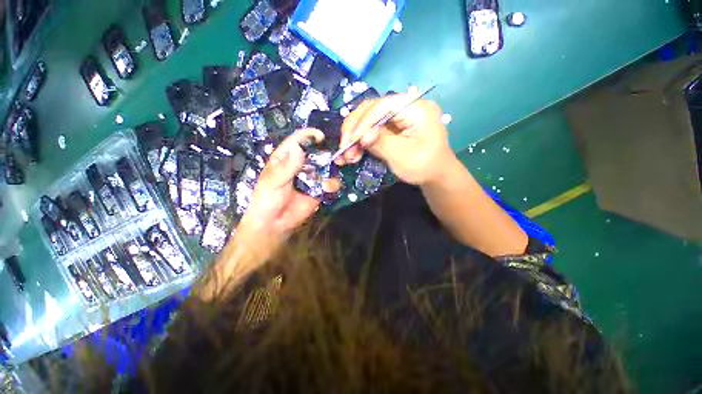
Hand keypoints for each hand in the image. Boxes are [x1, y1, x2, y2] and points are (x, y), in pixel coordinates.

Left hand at [237, 129, 332, 245]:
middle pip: (316, 153)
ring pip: (326, 168)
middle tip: (334, 158)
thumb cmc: (267, 199)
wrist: (274, 224)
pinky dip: (331, 185)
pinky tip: (327, 189)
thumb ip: (287, 167)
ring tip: (327, 178)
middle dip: (325, 154)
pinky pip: (329, 184)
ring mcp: (311, 177)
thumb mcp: (274, 181)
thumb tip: (299, 148)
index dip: (308, 135)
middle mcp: (300, 165)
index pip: (297, 141)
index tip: (321, 136)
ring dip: (330, 171)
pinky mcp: (318, 190)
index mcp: (285, 158)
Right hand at [336, 93, 453, 184]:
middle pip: (372, 109)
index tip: (352, 140)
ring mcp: (397, 117)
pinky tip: (354, 153)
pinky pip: (371, 129)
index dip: (364, 121)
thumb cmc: (424, 166)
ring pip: (367, 119)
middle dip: (355, 129)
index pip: (383, 106)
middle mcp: (405, 107)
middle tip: (344, 148)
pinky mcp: (391, 127)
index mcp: (416, 108)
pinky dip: (360, 141)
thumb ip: (382, 142)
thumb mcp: (403, 156)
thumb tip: (362, 136)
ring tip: (347, 155)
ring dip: (354, 136)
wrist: (435, 175)